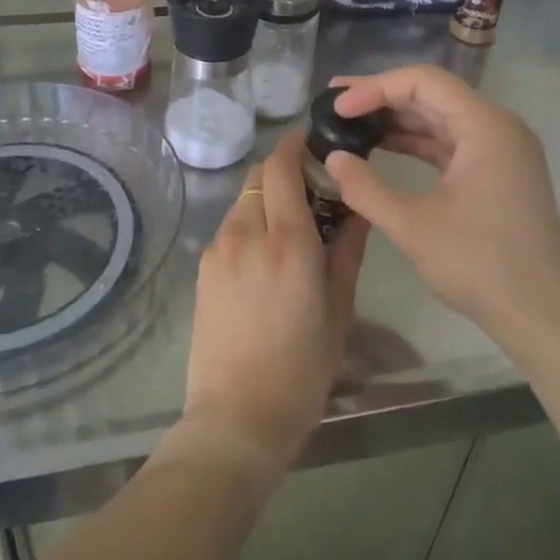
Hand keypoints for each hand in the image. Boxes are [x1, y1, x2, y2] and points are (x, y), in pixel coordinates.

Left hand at [171, 133, 366, 483]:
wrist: (236, 418)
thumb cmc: (302, 370)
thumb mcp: (339, 309)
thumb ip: (347, 249)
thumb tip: (357, 208)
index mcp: (287, 242)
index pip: (282, 166)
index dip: (297, 144)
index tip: (315, 142)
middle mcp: (246, 234)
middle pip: (259, 175)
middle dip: (284, 169)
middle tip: (311, 188)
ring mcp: (218, 249)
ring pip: (243, 200)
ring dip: (266, 197)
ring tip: (291, 226)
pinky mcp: (202, 268)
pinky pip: (230, 227)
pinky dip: (250, 223)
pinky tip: (265, 255)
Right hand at [324, 66, 559, 349]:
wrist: (543, 318)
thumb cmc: (481, 265)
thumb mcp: (413, 226)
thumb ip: (366, 187)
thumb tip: (333, 158)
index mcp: (486, 126)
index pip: (423, 82)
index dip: (375, 87)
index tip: (338, 107)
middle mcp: (498, 128)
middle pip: (433, 95)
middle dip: (382, 98)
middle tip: (334, 104)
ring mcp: (502, 152)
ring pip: (441, 120)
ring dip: (397, 121)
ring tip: (351, 122)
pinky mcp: (499, 175)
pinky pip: (451, 145)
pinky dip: (417, 144)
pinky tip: (383, 149)